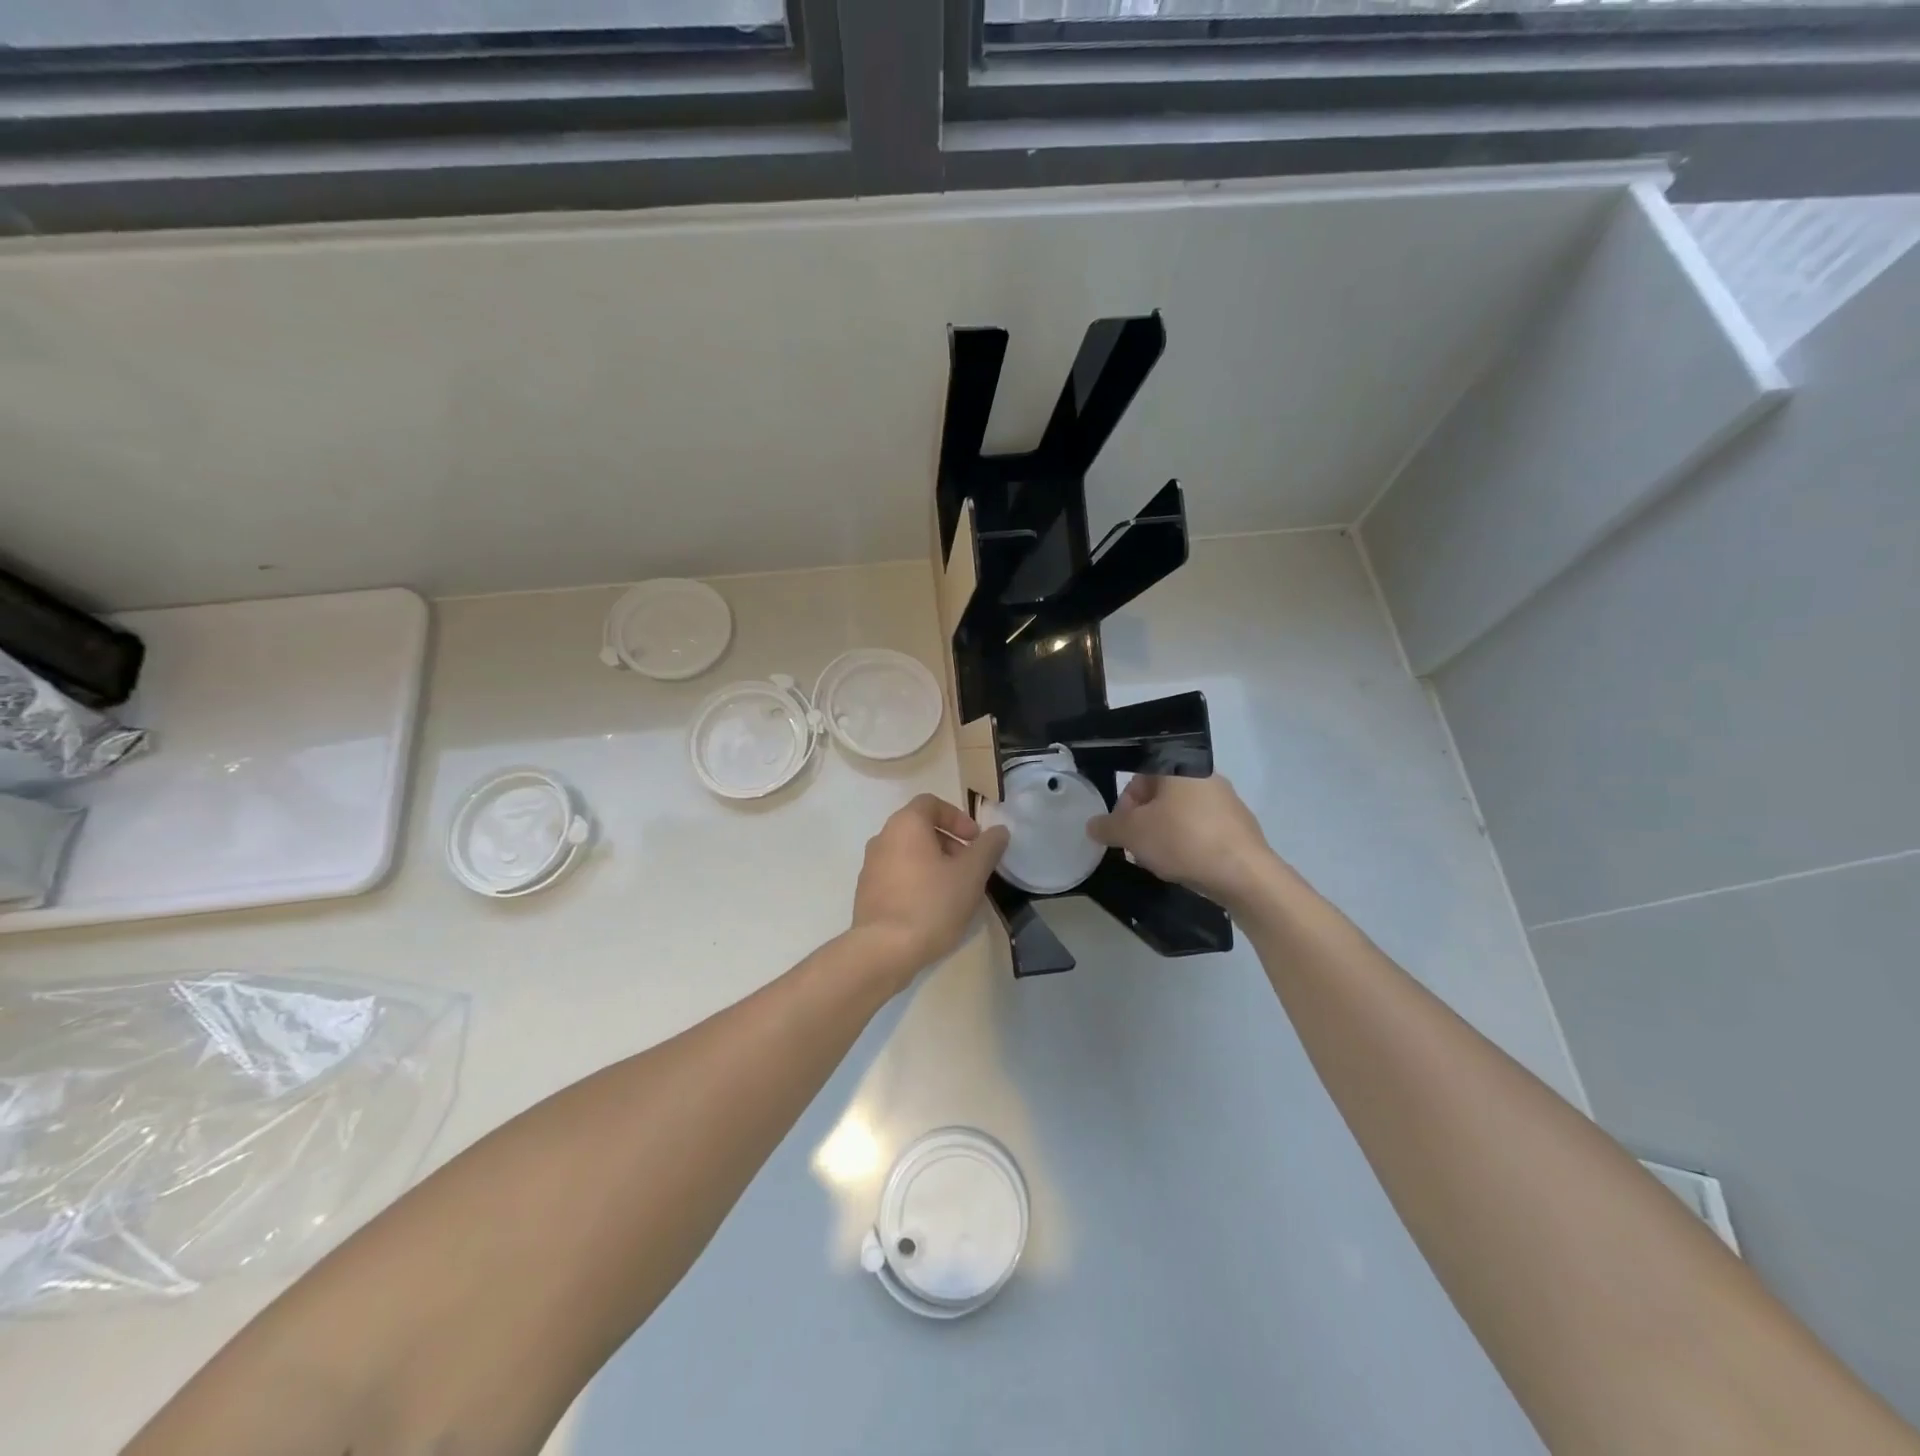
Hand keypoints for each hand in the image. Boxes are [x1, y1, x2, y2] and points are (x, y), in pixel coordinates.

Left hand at [849, 794, 1008, 982]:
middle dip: (949, 843)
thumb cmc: (932, 903)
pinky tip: (932, 908)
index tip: (975, 840)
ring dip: (934, 863)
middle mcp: (882, 838)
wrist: (884, 950)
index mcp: (905, 824)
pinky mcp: (866, 893)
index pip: (931, 803)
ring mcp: (870, 866)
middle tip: (970, 867)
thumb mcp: (971, 874)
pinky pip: (896, 875)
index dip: (958, 817)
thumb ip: (988, 848)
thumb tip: (999, 831)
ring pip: (908, 853)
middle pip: (920, 828)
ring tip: (954, 891)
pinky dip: (916, 880)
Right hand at [1087, 773, 1276, 908]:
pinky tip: (1185, 866)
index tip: (1122, 829)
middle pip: (1161, 795)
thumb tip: (1092, 825)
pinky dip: (1188, 844)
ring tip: (1159, 861)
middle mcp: (1205, 777)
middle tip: (1137, 847)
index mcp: (1179, 767)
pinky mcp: (1240, 828)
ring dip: (1164, 834)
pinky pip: (1203, 830)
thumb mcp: (1132, 833)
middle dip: (1143, 821)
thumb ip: (1108, 826)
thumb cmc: (1182, 840)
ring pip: (1181, 814)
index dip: (1125, 803)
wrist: (1244, 874)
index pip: (1140, 775)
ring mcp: (1227, 802)